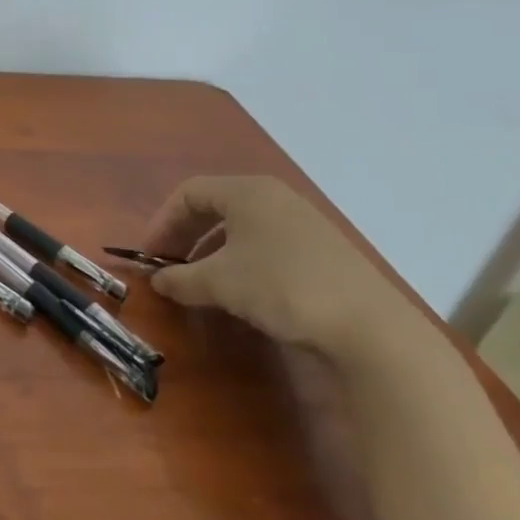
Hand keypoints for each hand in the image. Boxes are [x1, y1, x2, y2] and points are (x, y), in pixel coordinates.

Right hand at [134, 176, 435, 369]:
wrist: (371, 329)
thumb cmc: (281, 287)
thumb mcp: (218, 283)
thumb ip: (180, 278)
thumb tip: (158, 280)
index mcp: (247, 191)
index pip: (188, 193)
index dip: (162, 222)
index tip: (149, 254)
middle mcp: (275, 197)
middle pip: (215, 208)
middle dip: (185, 236)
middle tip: (170, 266)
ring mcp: (304, 223)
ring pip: (242, 229)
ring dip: (212, 252)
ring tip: (201, 283)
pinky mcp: (324, 252)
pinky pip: (267, 245)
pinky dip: (242, 262)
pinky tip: (241, 293)